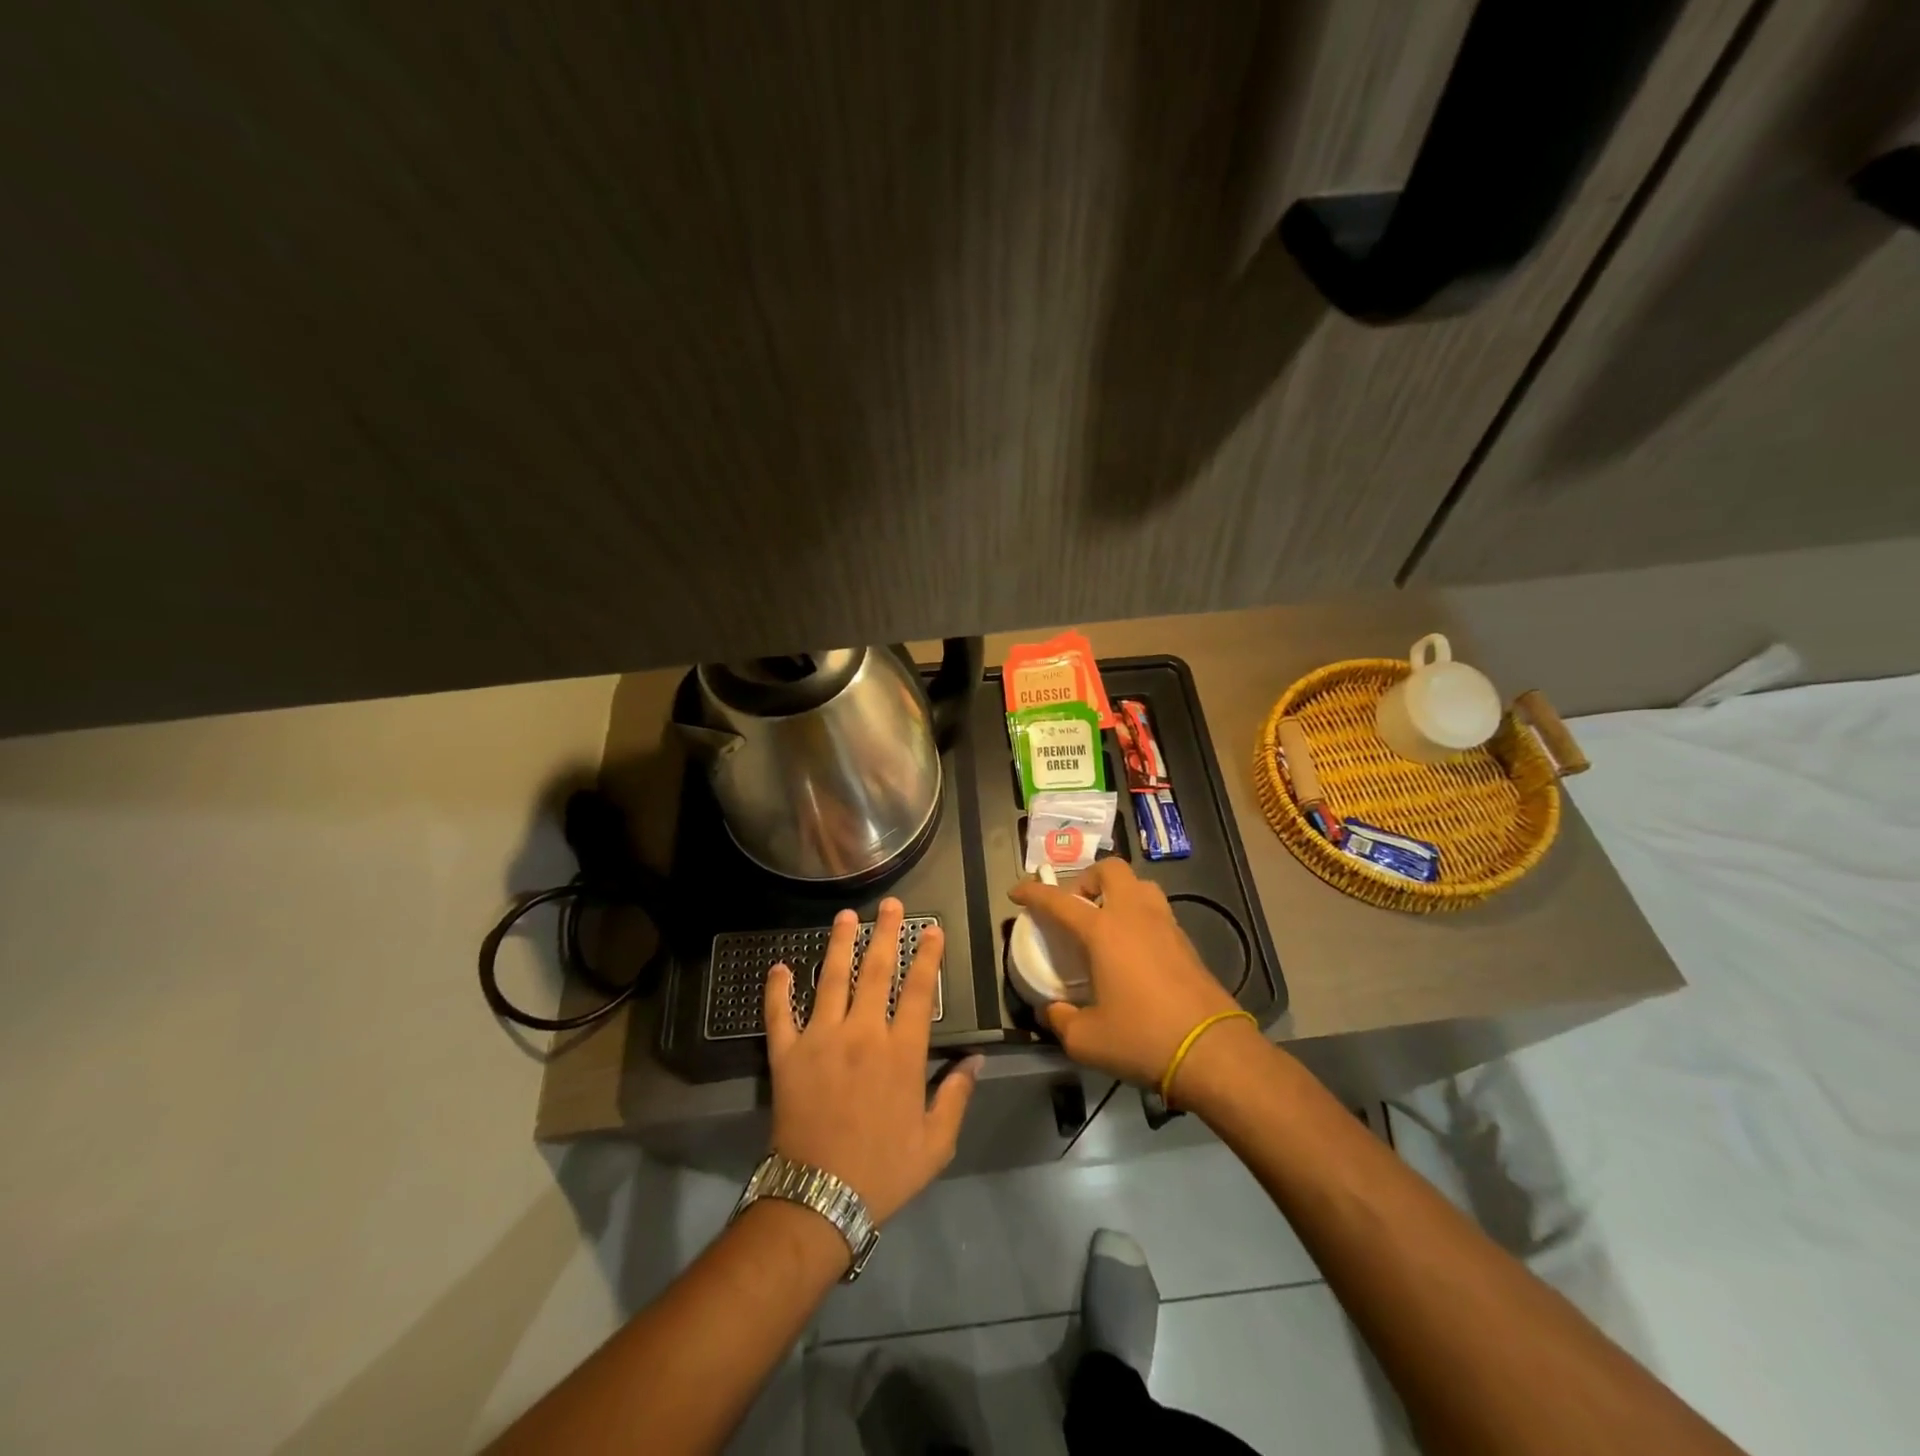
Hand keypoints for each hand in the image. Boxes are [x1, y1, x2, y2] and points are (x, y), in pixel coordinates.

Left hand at [764, 898, 980, 1226]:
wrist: (819, 1199)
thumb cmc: (883, 1170)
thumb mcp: (935, 1142)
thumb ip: (956, 1095)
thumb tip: (977, 1059)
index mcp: (901, 1052)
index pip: (919, 990)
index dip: (926, 955)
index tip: (931, 928)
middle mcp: (862, 1033)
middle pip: (876, 971)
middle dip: (886, 933)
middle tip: (890, 904)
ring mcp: (820, 1039)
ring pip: (831, 979)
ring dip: (839, 944)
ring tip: (845, 916)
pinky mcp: (787, 1055)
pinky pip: (779, 1014)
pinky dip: (777, 990)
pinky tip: (779, 967)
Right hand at [1009, 859, 1238, 1088]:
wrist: (1212, 1051)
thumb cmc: (1142, 1038)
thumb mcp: (1086, 1040)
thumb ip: (1061, 1020)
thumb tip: (1051, 1011)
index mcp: (1103, 931)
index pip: (1059, 900)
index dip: (1033, 892)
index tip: (1017, 892)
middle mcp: (1134, 915)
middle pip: (1110, 870)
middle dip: (1087, 879)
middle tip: (1076, 907)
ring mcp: (1165, 925)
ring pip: (1140, 885)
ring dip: (1118, 892)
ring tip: (1107, 923)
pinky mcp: (1187, 942)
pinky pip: (1157, 911)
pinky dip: (1139, 916)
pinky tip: (1134, 949)